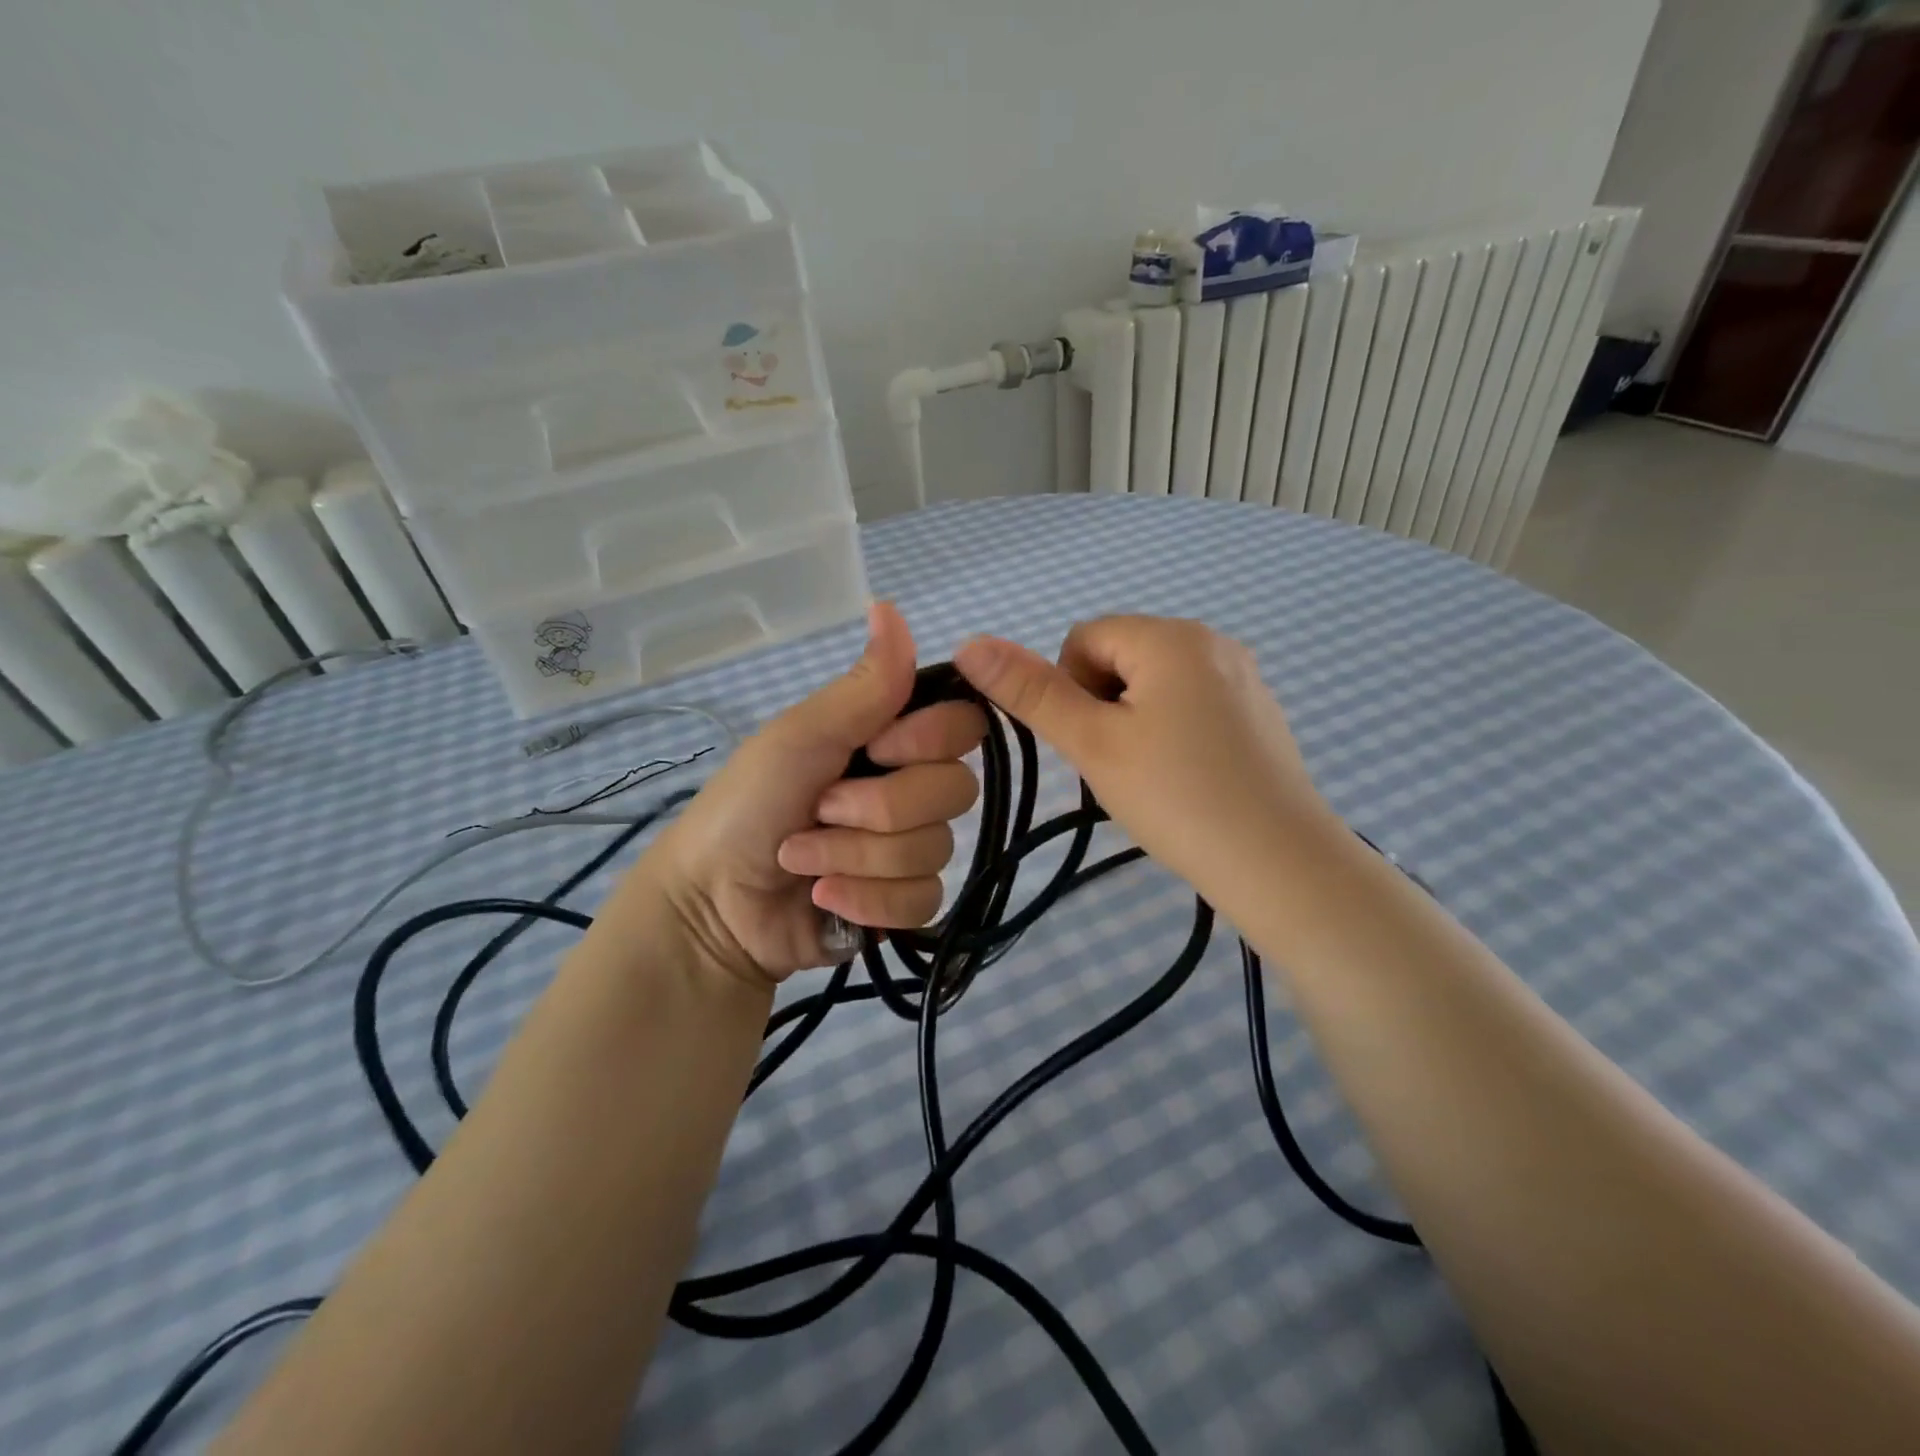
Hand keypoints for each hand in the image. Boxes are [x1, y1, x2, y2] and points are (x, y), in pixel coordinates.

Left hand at [629, 602, 986, 987]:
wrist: (711, 902)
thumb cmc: (748, 803)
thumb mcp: (803, 736)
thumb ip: (865, 685)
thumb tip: (889, 605)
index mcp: (891, 740)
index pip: (963, 726)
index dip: (930, 740)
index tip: (877, 748)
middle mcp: (910, 788)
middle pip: (955, 791)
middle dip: (878, 808)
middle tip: (820, 809)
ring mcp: (909, 848)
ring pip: (936, 849)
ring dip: (857, 857)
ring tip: (802, 859)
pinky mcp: (903, 903)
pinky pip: (924, 898)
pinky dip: (867, 900)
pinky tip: (825, 898)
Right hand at [953, 616, 1341, 907]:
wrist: (1280, 864)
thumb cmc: (1176, 797)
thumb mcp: (1092, 743)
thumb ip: (1031, 692)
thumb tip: (970, 643)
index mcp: (1172, 636)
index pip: (1084, 638)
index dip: (1069, 690)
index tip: (1091, 744)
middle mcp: (1213, 640)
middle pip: (1121, 656)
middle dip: (1103, 704)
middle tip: (1119, 764)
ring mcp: (1243, 676)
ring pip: (1155, 683)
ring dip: (1134, 720)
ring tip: (1152, 776)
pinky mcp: (1259, 712)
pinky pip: (1192, 703)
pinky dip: (1173, 732)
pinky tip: (1187, 779)